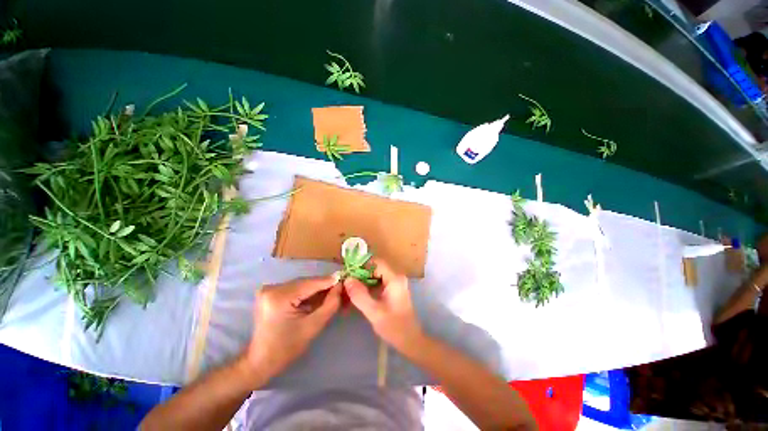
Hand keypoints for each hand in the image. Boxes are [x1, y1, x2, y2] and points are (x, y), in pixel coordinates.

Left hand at [245, 276, 341, 381]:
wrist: (260, 361)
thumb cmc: (287, 348)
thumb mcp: (313, 326)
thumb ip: (330, 304)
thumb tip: (340, 286)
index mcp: (279, 297)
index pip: (311, 283)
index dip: (330, 281)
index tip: (346, 279)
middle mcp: (272, 288)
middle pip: (306, 282)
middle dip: (324, 285)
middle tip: (340, 288)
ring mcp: (269, 289)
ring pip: (301, 284)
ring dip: (316, 288)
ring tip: (332, 292)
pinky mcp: (270, 292)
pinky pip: (294, 288)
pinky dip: (307, 292)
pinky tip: (317, 296)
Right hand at [343, 259, 423, 353]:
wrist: (410, 340)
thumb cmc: (394, 326)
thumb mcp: (374, 311)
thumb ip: (359, 295)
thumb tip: (347, 279)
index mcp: (394, 279)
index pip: (376, 263)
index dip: (361, 265)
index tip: (348, 272)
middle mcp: (396, 277)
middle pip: (375, 269)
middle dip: (360, 274)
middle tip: (346, 283)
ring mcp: (395, 283)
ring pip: (375, 276)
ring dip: (363, 281)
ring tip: (349, 289)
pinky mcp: (393, 290)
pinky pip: (378, 283)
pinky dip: (368, 287)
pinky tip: (358, 295)